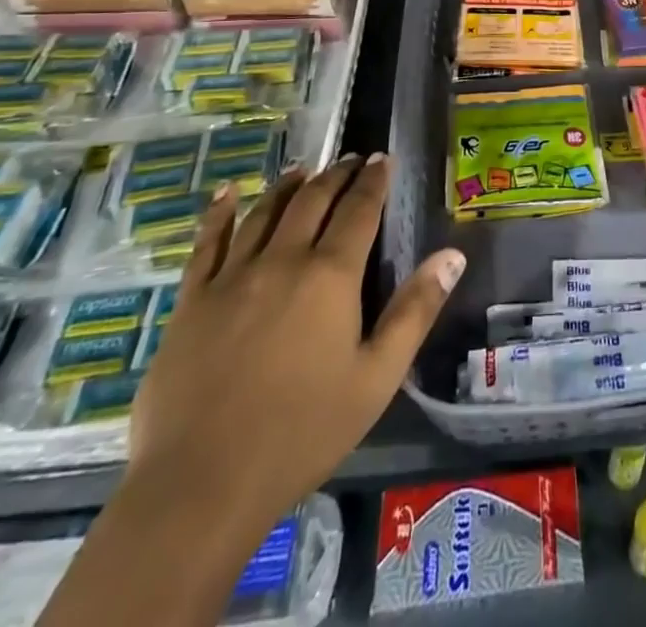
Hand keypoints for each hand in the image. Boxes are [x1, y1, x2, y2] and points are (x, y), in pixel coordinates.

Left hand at [129, 154, 465, 536]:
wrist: (200, 486)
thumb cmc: (302, 433)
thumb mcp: (377, 377)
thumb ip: (416, 310)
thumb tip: (453, 255)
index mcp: (330, 276)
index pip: (359, 210)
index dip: (373, 181)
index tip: (381, 159)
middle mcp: (283, 261)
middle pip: (313, 201)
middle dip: (336, 175)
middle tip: (350, 159)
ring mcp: (231, 278)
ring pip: (265, 213)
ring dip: (288, 185)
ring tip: (303, 168)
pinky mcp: (191, 302)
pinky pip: (207, 244)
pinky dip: (220, 213)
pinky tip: (227, 192)